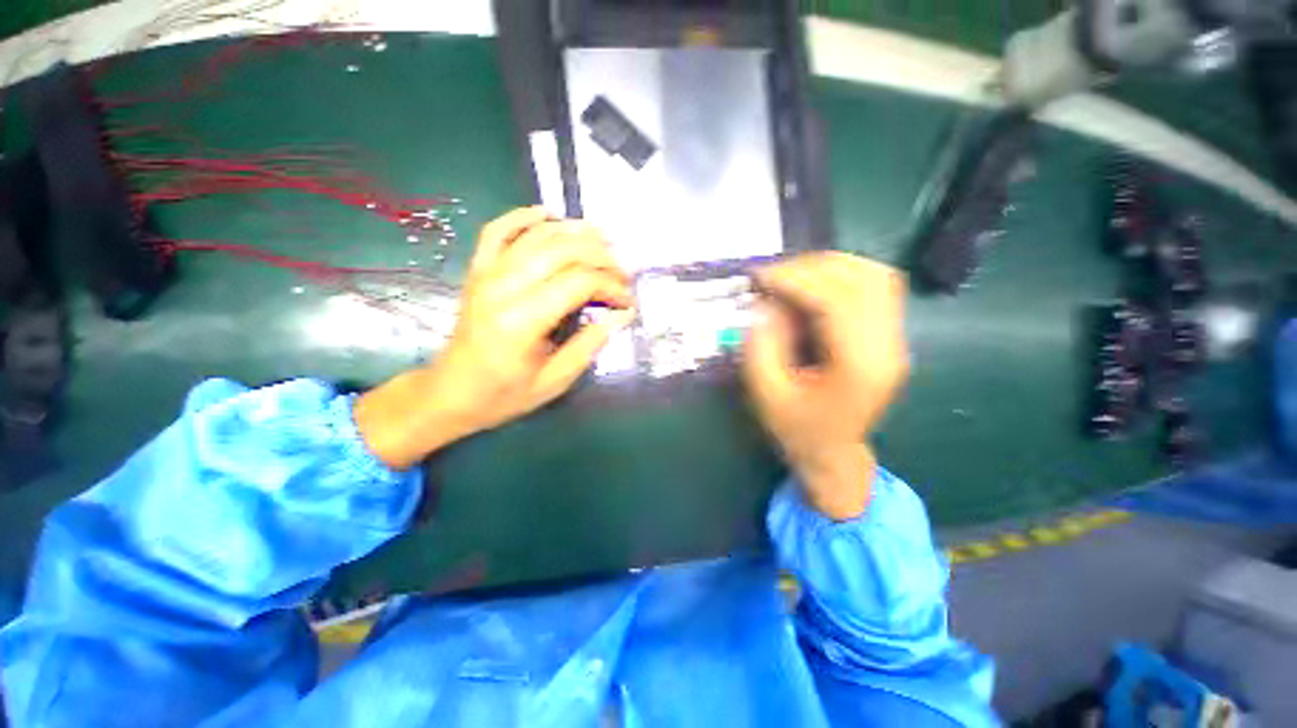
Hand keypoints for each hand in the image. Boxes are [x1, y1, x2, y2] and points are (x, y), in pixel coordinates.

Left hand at [356, 207, 634, 469]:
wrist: (451, 393)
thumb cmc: (504, 395)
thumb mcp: (554, 381)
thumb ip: (589, 345)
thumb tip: (620, 316)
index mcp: (521, 321)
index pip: (578, 282)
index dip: (611, 286)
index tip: (628, 301)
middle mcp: (503, 287)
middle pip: (563, 251)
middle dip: (602, 257)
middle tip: (623, 273)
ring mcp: (487, 274)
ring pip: (537, 235)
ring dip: (576, 232)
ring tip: (604, 240)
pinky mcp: (478, 270)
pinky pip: (499, 230)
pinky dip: (525, 216)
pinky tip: (549, 214)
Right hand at [743, 252, 909, 520]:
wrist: (833, 454)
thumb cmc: (798, 430)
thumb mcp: (766, 393)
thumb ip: (761, 345)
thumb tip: (764, 303)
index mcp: (859, 367)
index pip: (837, 300)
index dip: (796, 280)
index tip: (760, 277)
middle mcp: (888, 346)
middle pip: (863, 280)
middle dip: (811, 268)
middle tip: (773, 275)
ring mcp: (895, 339)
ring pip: (875, 277)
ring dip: (829, 267)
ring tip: (791, 276)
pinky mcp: (889, 336)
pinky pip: (874, 288)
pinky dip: (841, 277)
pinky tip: (812, 286)